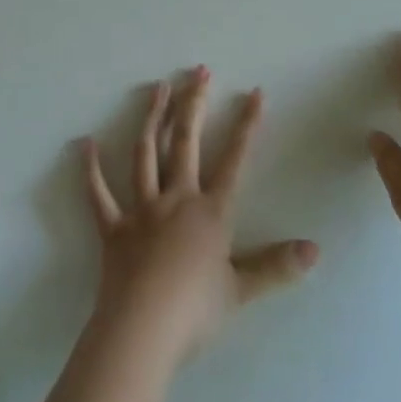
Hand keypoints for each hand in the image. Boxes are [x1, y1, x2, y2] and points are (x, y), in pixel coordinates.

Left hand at [80, 67, 318, 369]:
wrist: (143, 330)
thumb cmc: (195, 311)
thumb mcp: (242, 289)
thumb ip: (277, 266)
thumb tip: (315, 249)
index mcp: (210, 212)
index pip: (235, 160)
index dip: (247, 126)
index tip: (255, 93)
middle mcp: (177, 199)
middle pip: (186, 142)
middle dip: (194, 104)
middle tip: (198, 71)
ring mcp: (142, 209)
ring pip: (146, 154)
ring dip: (152, 118)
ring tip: (158, 88)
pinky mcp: (113, 227)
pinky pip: (99, 194)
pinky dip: (91, 169)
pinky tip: (85, 143)